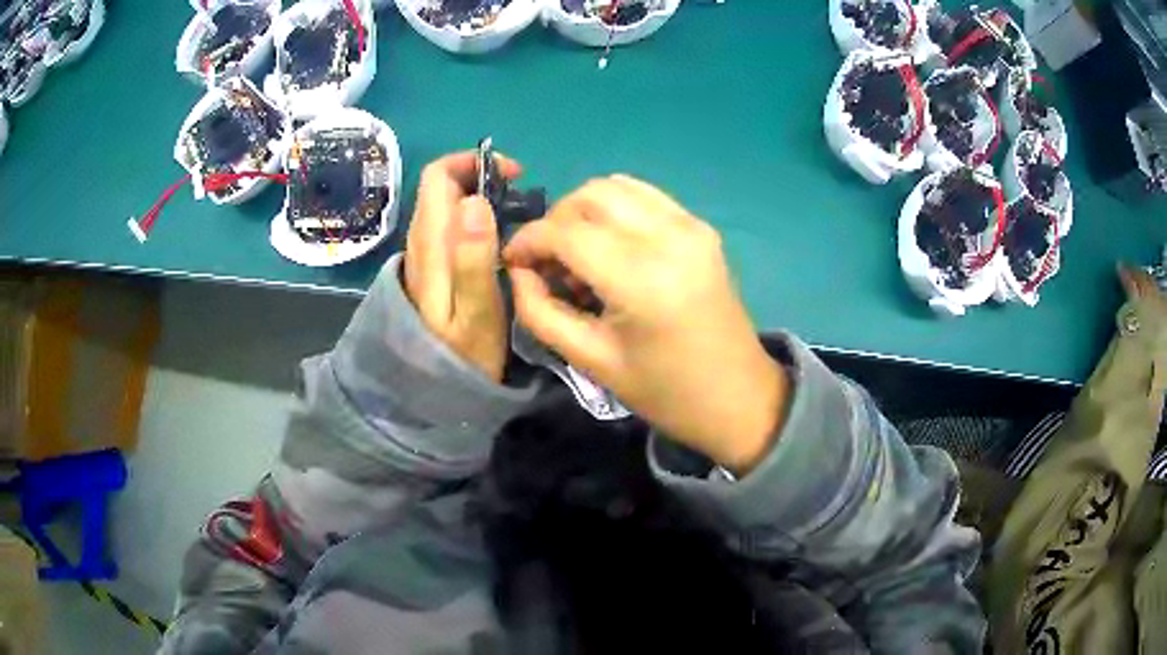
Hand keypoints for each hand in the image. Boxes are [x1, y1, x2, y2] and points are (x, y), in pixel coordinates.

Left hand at [404, 151, 520, 382]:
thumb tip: (475, 200)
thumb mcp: (476, 313)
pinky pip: (448, 227)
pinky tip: (497, 242)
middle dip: (480, 178)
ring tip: (515, 219)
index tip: (513, 176)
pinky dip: (473, 220)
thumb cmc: (462, 356)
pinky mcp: (429, 270)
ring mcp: (422, 256)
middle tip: (520, 199)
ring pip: (445, 206)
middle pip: (440, 186)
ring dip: (478, 198)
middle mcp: (420, 242)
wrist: (431, 393)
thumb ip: (473, 258)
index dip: (473, 163)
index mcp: (430, 245)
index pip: (438, 176)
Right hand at [503, 175, 788, 472]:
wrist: (738, 396)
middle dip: (555, 221)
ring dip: (584, 210)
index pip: (565, 231)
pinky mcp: (701, 227)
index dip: (528, 240)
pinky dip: (615, 209)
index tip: (513, 261)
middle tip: (548, 261)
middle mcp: (668, 237)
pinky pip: (644, 196)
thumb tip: (520, 270)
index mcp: (641, 278)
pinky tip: (611, 246)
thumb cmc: (664, 391)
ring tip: (579, 253)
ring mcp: (690, 225)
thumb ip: (540, 311)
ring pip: (616, 186)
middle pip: (589, 195)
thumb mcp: (591, 360)